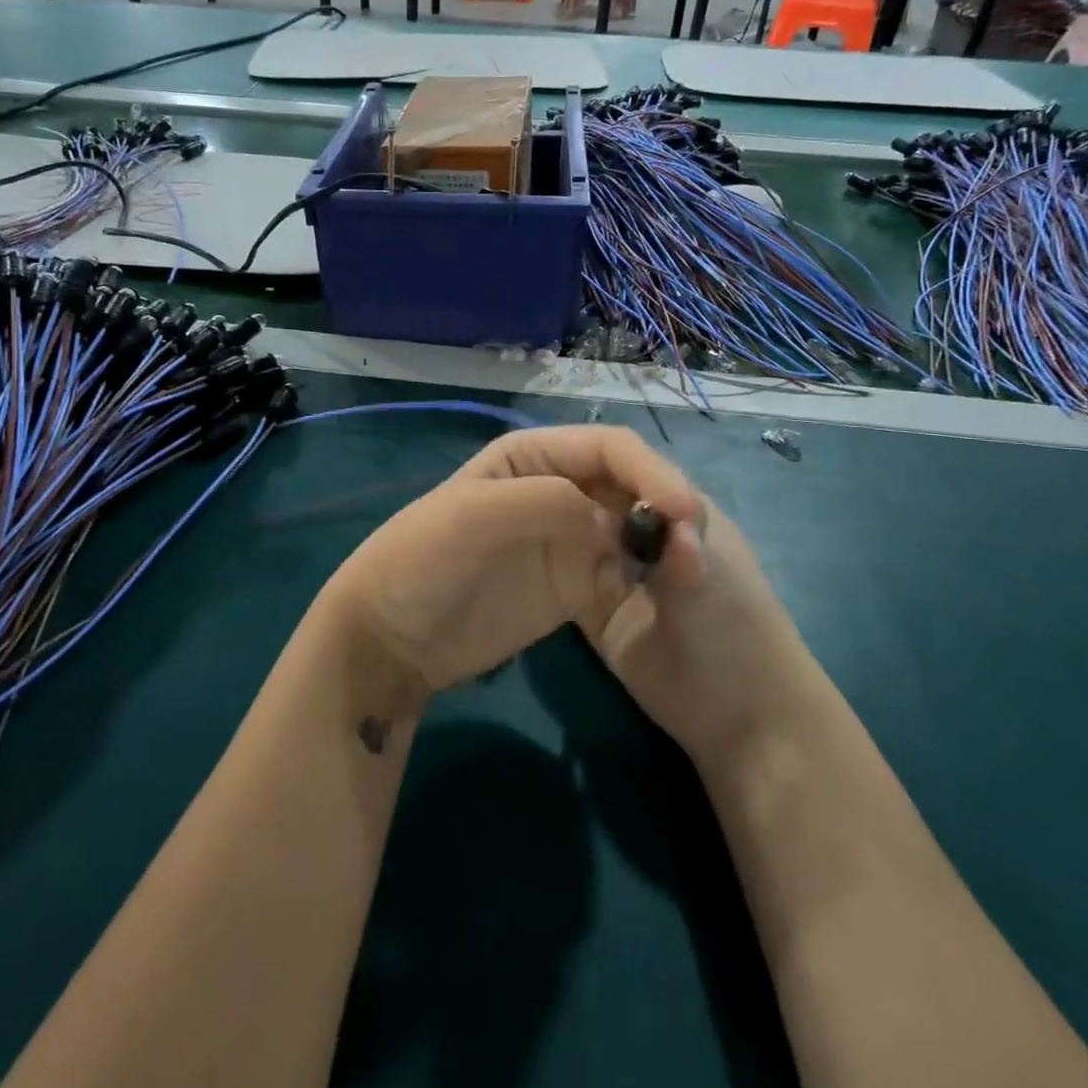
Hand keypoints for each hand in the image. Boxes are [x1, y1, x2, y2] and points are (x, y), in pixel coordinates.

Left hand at [313, 426, 704, 709]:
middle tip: (695, 552)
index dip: (649, 471)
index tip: (685, 511)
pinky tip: (665, 598)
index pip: (606, 448)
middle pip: (629, 485)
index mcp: (530, 455)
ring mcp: (566, 537)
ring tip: (690, 578)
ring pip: (634, 528)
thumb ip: (543, 503)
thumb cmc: (421, 562)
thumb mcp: (472, 518)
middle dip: (664, 508)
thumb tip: (610, 520)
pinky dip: (648, 580)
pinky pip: (623, 572)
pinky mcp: (573, 584)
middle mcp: (556, 487)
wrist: (391, 639)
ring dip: (663, 546)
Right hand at [458, 428, 809, 772]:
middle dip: (551, 483)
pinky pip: (560, 569)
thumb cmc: (737, 636)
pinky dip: (540, 559)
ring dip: (542, 517)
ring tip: (502, 514)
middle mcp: (636, 524)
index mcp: (669, 503)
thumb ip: (673, 546)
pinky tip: (509, 552)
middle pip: (586, 487)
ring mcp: (613, 563)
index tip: (544, 472)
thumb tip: (642, 508)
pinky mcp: (594, 602)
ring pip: (570, 523)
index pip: (620, 458)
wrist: (742, 720)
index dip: (584, 456)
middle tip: (508, 488)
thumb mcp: (708, 581)